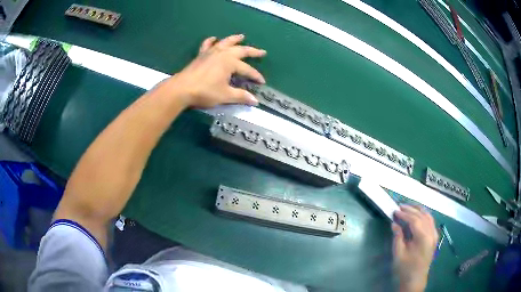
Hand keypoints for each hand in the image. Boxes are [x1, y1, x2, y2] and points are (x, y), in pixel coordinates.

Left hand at [166, 34, 265, 107]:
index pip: (247, 69)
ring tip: (242, 36)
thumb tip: (255, 101)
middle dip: (253, 51)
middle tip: (262, 52)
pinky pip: (207, 44)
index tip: (262, 82)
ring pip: (225, 42)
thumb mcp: (225, 95)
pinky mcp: (201, 55)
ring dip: (234, 39)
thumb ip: (241, 96)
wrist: (182, 89)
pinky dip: (212, 41)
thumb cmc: (205, 92)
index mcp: (230, 62)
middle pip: (241, 50)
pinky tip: (214, 38)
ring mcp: (211, 52)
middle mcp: (222, 54)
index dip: (255, 76)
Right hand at [392, 205, 437, 291]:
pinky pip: (430, 221)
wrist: (415, 280)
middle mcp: (432, 233)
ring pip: (428, 216)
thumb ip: (398, 237)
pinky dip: (424, 215)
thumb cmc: (405, 268)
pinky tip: (418, 215)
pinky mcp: (434, 237)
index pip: (415, 220)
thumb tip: (395, 223)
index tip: (395, 211)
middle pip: (422, 215)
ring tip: (408, 208)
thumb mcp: (398, 254)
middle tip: (400, 206)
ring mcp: (435, 234)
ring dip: (418, 210)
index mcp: (423, 238)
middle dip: (411, 209)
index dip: (404, 214)